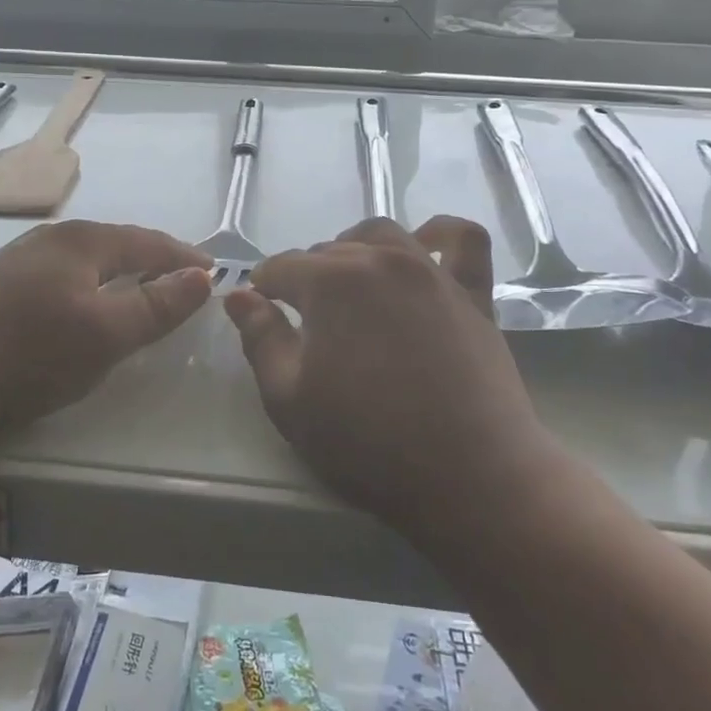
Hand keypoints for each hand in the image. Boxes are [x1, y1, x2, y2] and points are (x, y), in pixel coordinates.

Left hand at [0, 220, 212, 449]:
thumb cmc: (28, 352)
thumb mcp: (105, 333)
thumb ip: (157, 305)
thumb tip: (204, 277)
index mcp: (80, 240)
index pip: (148, 241)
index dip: (183, 257)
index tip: (212, 273)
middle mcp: (50, 239)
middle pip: (116, 245)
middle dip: (152, 261)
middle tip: (182, 283)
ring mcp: (19, 261)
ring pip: (86, 262)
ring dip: (120, 274)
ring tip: (142, 293)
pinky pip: (63, 278)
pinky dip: (90, 288)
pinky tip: (85, 307)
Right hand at [223, 217, 549, 542]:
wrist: (470, 477)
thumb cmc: (368, 443)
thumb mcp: (289, 400)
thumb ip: (260, 338)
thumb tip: (238, 295)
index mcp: (329, 283)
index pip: (281, 267)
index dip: (262, 288)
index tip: (259, 312)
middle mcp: (379, 260)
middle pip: (328, 250)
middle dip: (305, 277)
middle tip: (303, 322)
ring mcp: (430, 272)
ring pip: (381, 235)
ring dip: (355, 249)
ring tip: (350, 285)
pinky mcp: (472, 293)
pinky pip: (462, 241)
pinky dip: (440, 233)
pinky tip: (424, 246)